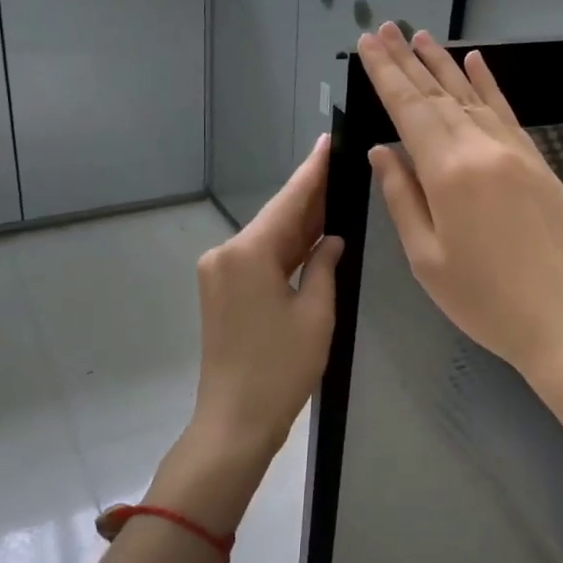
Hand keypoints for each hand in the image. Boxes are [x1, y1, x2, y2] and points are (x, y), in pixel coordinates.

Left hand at [186, 135, 344, 467]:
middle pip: (276, 218)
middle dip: (309, 197)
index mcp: (248, 254)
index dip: (312, 172)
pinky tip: (312, 238)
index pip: (288, 202)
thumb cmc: (281, 369)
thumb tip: (332, 240)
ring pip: (267, 239)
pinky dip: (285, 250)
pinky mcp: (221, 292)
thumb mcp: (316, 313)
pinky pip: (258, 259)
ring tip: (335, 197)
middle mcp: (225, 254)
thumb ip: (325, 266)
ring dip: (299, 226)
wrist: (234, 421)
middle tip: (342, 169)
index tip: (328, 141)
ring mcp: (219, 273)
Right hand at [357, 24, 562, 390]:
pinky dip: (489, 85)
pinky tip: (476, 62)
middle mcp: (483, 149)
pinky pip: (507, 112)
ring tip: (420, 36)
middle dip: (407, 61)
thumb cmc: (485, 301)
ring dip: (443, 65)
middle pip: (437, 96)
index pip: (409, 110)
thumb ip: (403, 198)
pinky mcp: (539, 163)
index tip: (367, 44)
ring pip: (472, 97)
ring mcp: (516, 152)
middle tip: (384, 29)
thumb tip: (383, 152)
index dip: (386, 75)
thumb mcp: (427, 259)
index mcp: (449, 173)